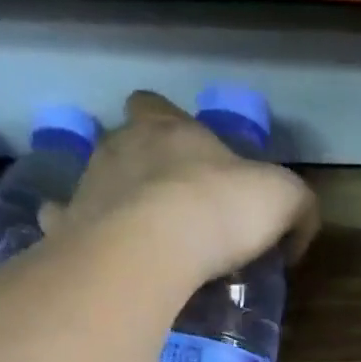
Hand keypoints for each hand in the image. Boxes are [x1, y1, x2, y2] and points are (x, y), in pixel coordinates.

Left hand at [48, 91, 318, 281]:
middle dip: (139, 165)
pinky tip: (91, 254)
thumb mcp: (282, 200)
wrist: (151, 248)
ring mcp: (86, 188)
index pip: (158, 106)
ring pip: (92, 183)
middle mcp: (119, 148)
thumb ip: (297, 208)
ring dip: (110, 202)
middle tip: (166, 203)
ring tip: (134, 238)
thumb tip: (298, 232)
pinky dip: (74, 236)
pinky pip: (62, 226)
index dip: (170, 125)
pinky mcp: (65, 230)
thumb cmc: (218, 209)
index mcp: (167, 128)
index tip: (190, 157)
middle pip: (122, 142)